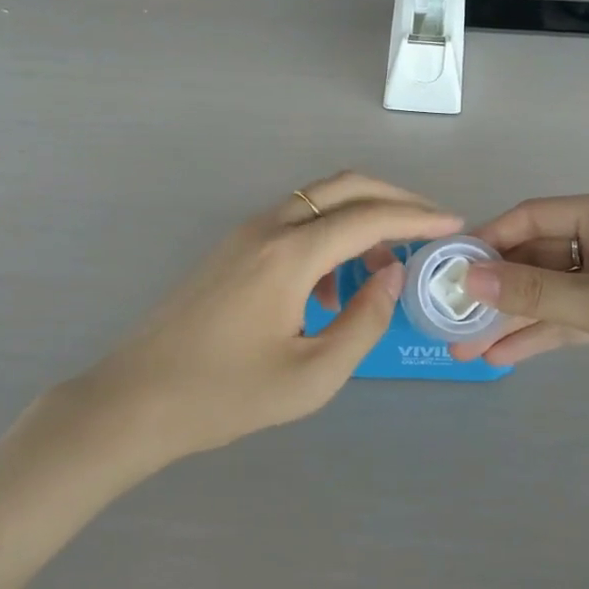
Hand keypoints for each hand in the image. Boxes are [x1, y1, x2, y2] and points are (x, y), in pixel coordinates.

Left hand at [58, 173, 460, 466]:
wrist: (134, 402)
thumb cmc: (225, 396)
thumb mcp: (312, 374)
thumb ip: (364, 321)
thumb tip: (392, 273)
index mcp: (288, 255)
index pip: (368, 216)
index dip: (417, 217)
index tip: (454, 224)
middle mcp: (267, 228)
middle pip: (343, 187)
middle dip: (393, 199)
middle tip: (429, 226)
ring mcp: (243, 234)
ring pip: (317, 202)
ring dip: (358, 221)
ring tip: (379, 273)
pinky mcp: (230, 249)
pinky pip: (292, 224)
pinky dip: (326, 238)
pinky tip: (327, 293)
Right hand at [454, 194, 588, 418]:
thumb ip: (535, 293)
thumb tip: (466, 279)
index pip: (531, 217)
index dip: (488, 241)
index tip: (448, 271)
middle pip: (538, 257)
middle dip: (496, 290)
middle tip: (450, 318)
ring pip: (553, 291)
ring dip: (514, 317)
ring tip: (465, 346)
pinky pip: (574, 317)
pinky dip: (543, 334)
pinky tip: (505, 356)